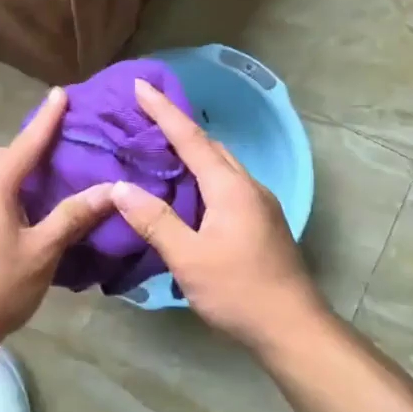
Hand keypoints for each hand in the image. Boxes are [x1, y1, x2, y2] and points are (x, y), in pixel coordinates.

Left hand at [0, 88, 116, 344]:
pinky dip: (1, 189)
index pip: (26, 143)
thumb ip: (74, 215)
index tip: (61, 92)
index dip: (47, 119)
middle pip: (0, 155)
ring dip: (12, 170)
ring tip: (40, 185)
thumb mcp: (43, 250)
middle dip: (26, 147)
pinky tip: (18, 214)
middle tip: (56, 154)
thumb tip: (113, 189)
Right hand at [111, 78, 326, 353]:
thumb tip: (120, 188)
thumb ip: (155, 221)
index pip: (191, 137)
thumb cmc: (238, 291)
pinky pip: (226, 184)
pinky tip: (185, 192)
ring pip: (220, 165)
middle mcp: (247, 186)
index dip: (164, 110)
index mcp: (230, 187)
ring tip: (157, 150)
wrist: (292, 327)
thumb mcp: (189, 258)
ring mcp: (258, 204)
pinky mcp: (260, 222)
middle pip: (209, 146)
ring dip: (191, 152)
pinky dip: (202, 176)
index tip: (141, 84)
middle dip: (177, 127)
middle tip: (143, 117)